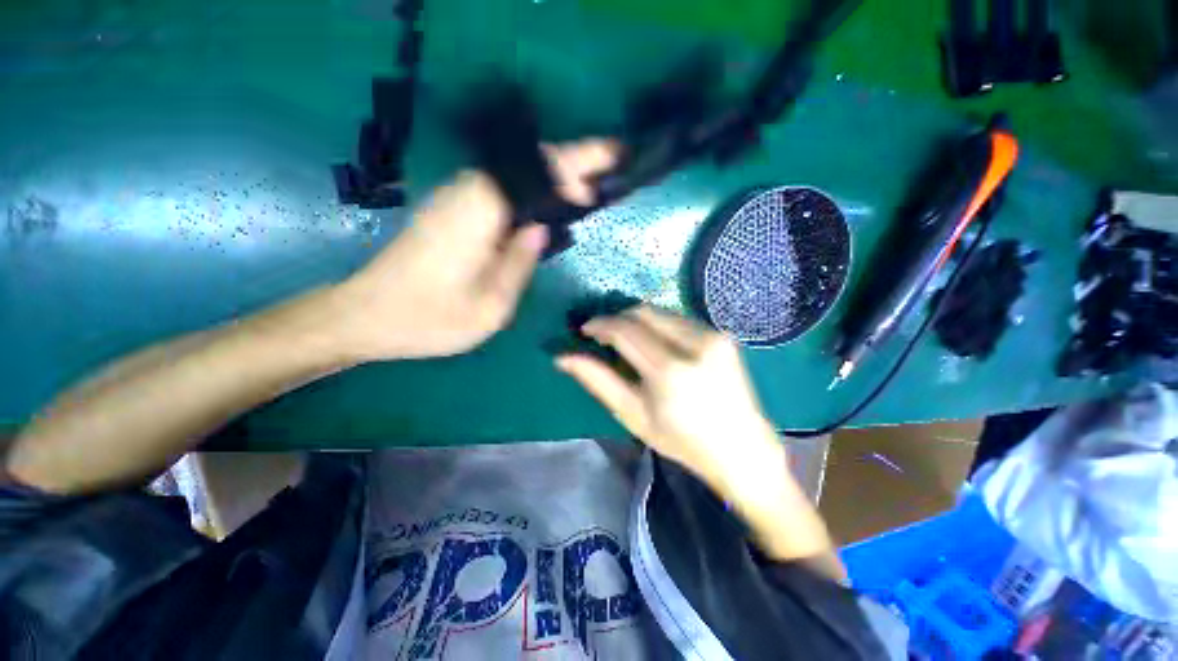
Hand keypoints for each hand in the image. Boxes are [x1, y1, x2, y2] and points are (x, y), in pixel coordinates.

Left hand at [333, 139, 618, 360]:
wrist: (366, 315)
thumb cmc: (429, 319)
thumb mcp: (490, 306)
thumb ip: (520, 264)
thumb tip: (540, 229)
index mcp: (479, 213)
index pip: (535, 172)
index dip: (574, 166)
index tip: (603, 172)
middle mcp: (467, 193)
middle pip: (527, 162)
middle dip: (570, 162)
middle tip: (606, 170)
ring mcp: (456, 198)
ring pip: (514, 172)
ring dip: (552, 174)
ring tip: (586, 187)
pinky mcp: (452, 210)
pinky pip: (502, 188)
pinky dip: (531, 189)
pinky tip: (547, 204)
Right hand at [558, 305, 841, 572]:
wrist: (742, 449)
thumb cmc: (682, 441)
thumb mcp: (633, 415)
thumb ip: (598, 381)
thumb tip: (563, 357)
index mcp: (670, 372)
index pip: (625, 330)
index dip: (600, 324)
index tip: (585, 330)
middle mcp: (695, 345)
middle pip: (643, 312)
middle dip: (617, 318)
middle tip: (603, 335)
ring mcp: (714, 336)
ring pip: (661, 312)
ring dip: (637, 321)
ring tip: (626, 341)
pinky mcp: (723, 335)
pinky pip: (679, 319)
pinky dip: (658, 325)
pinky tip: (654, 344)